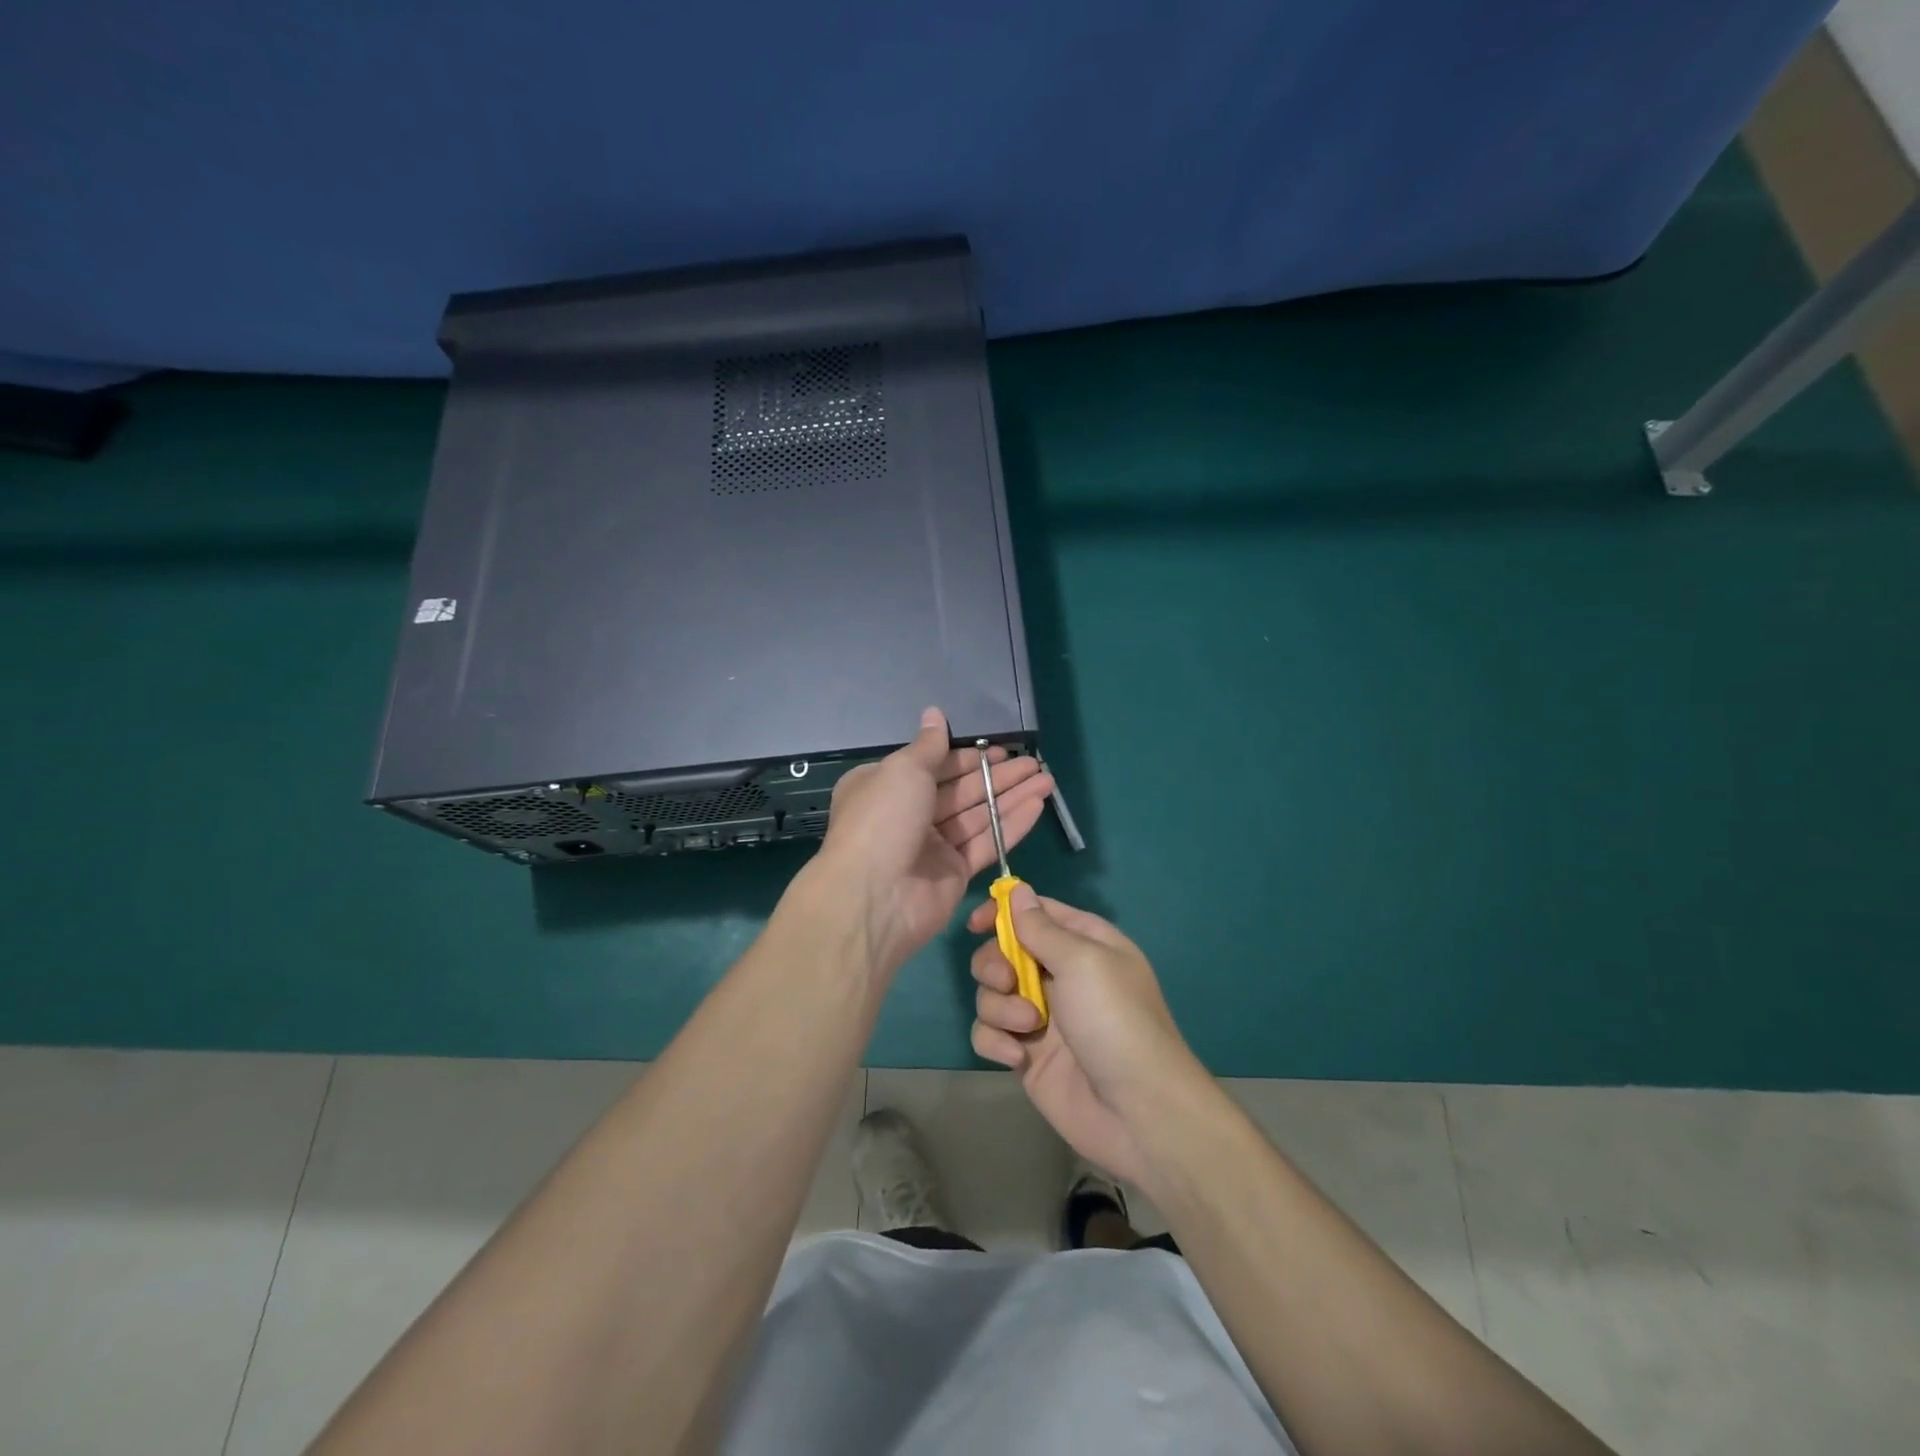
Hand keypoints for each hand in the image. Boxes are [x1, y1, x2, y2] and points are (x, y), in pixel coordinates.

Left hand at [809, 708, 1053, 975]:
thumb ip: (928, 745)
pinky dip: (1011, 825)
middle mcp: (908, 814)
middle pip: (961, 790)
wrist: (874, 896)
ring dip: (1012, 797)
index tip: (1000, 749)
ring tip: (1047, 779)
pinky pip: (986, 843)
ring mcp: (932, 846)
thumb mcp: (903, 770)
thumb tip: (934, 712)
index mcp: (886, 786)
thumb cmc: (883, 819)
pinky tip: (1038, 805)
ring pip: (978, 815)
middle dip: (998, 776)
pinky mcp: (954, 873)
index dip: (968, 757)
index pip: (934, 765)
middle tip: (1034, 764)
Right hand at [968, 890, 1204, 1188]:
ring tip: (1029, 1027)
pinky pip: (989, 1033)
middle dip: (995, 965)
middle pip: (1003, 952)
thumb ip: (1041, 927)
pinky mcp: (1026, 1054)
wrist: (1137, 1111)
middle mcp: (1059, 975)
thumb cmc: (1115, 1021)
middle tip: (1009, 982)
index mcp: (1082, 944)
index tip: (976, 924)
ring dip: (1000, 1007)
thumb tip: (1018, 890)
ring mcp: (1041, 1017)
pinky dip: (996, 1041)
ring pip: (991, 994)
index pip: (1035, 912)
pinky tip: (1018, 1057)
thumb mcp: (1082, 961)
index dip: (1002, 912)